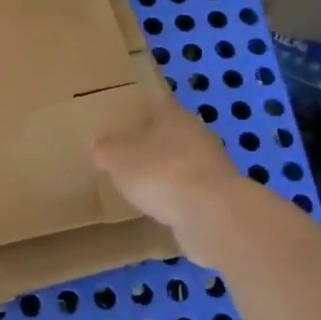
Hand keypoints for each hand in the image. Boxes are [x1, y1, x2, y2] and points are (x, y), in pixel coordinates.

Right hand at [93, 98, 243, 256]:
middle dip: (154, 145)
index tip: (123, 127)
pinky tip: (164, 208)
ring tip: (145, 186)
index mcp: (174, 116)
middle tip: (130, 158)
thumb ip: (106, 149)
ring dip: (168, 172)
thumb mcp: (117, 158)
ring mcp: (213, 165)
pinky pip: (192, 190)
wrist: (210, 212)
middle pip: (172, 135)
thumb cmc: (159, 172)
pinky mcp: (220, 194)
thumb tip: (100, 144)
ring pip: (184, 162)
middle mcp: (198, 134)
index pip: (155, 107)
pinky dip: (179, 196)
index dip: (139, 116)